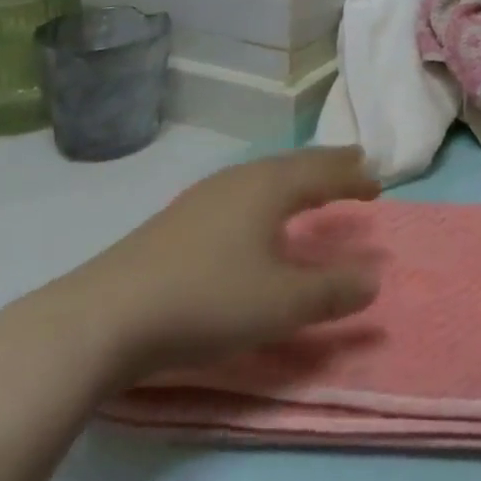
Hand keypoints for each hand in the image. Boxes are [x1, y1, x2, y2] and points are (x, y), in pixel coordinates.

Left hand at [58, 147, 382, 382]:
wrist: (102, 318)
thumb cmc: (206, 301)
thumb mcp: (279, 304)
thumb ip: (331, 291)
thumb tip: (375, 277)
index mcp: (270, 187)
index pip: (324, 172)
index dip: (353, 177)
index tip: (378, 182)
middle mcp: (241, 180)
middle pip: (295, 164)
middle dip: (328, 166)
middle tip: (354, 163)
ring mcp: (204, 197)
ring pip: (265, 176)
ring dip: (296, 179)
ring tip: (310, 187)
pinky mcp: (178, 220)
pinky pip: (241, 192)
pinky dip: (267, 195)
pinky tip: (253, 217)